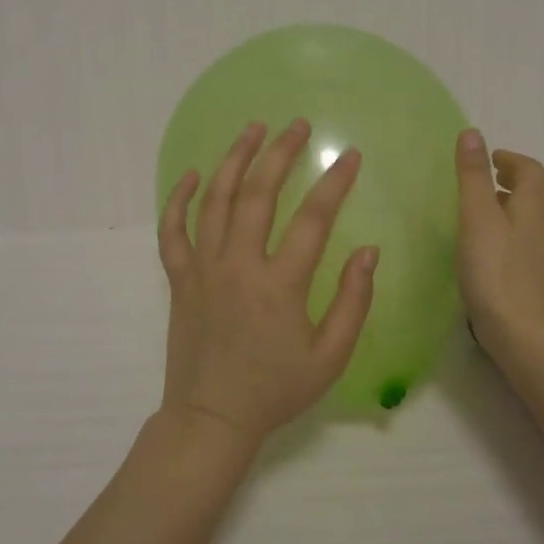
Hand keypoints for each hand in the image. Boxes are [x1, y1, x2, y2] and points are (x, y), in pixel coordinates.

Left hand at [158, 119, 377, 445]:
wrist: (211, 418)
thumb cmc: (275, 390)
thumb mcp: (330, 357)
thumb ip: (353, 302)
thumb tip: (369, 251)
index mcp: (280, 285)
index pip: (313, 219)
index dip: (335, 183)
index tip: (351, 156)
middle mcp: (239, 265)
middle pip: (259, 194)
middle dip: (281, 153)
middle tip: (299, 125)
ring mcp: (204, 268)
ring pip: (216, 200)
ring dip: (235, 159)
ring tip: (253, 128)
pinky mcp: (180, 278)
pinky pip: (173, 230)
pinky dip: (179, 199)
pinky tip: (193, 174)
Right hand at [455, 129, 543, 361]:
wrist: (527, 334)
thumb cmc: (496, 271)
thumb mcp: (477, 217)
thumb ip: (474, 175)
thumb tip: (473, 132)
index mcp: (538, 201)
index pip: (529, 167)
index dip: (508, 159)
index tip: (487, 161)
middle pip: (539, 189)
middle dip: (515, 179)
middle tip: (487, 181)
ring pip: (540, 215)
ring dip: (517, 205)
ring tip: (488, 212)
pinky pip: (537, 238)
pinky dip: (520, 229)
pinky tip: (499, 248)